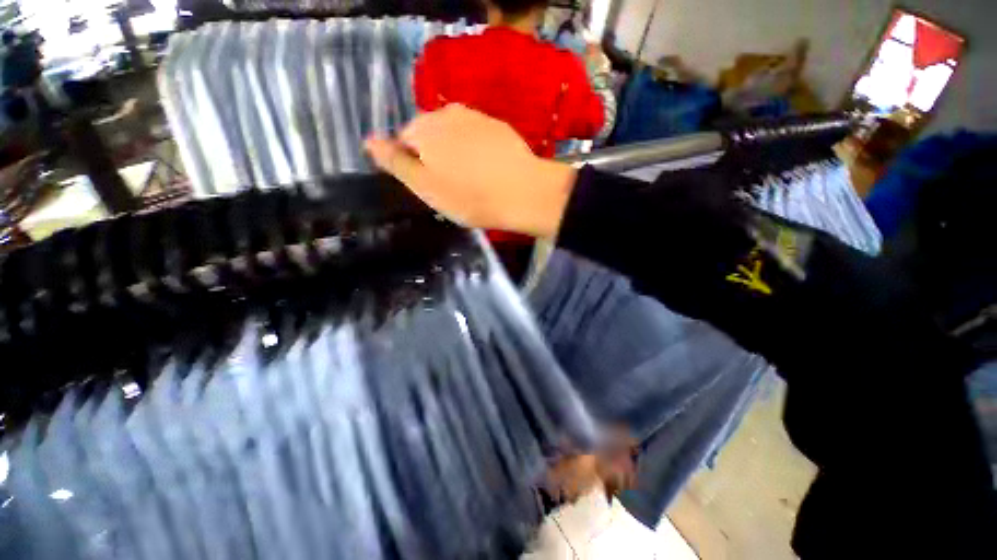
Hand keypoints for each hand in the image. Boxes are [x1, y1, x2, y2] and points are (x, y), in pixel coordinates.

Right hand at [364, 104, 576, 237]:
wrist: (522, 193)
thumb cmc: (470, 197)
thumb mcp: (425, 187)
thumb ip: (395, 162)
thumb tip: (368, 141)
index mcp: (424, 129)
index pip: (403, 141)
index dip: (414, 166)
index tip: (431, 188)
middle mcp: (447, 113)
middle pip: (429, 135)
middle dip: (435, 157)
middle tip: (452, 187)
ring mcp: (476, 117)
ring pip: (454, 135)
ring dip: (456, 154)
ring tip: (472, 180)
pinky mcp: (498, 126)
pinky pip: (477, 137)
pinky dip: (477, 151)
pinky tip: (488, 170)